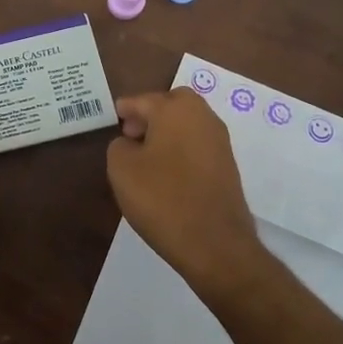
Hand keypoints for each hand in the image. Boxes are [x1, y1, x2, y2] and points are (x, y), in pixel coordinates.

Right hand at [108, 89, 275, 302]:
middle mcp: (202, 117)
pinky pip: (198, 145)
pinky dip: (182, 149)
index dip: (125, 108)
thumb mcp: (122, 169)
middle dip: (151, 113)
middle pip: (173, 103)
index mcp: (175, 110)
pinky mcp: (228, 166)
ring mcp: (220, 142)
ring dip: (168, 131)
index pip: (143, 100)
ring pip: (188, 124)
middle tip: (132, 134)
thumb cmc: (162, 198)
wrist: (214, 243)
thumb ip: (119, 146)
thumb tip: (131, 143)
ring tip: (146, 157)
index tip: (114, 117)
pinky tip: (167, 172)